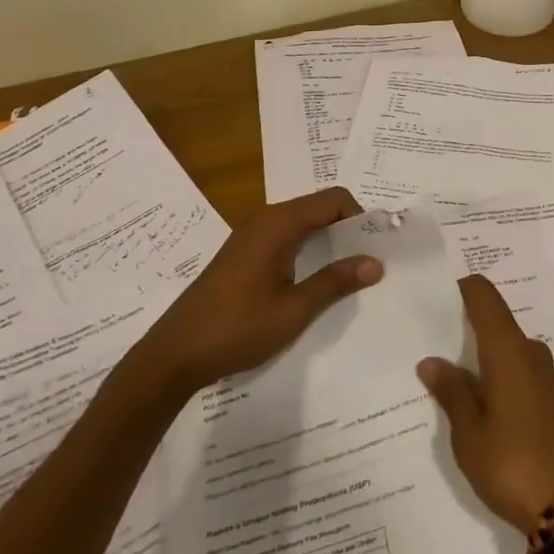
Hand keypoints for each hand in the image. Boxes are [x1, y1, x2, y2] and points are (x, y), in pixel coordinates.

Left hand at [140, 187, 382, 392]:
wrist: (175, 354)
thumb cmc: (237, 328)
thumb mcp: (295, 309)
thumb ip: (336, 281)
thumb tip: (375, 262)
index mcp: (278, 224)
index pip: (333, 199)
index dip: (361, 216)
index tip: (378, 245)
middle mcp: (265, 220)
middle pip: (318, 208)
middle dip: (348, 228)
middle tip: (372, 258)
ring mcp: (251, 237)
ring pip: (302, 224)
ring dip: (329, 241)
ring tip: (351, 271)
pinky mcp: (243, 255)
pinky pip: (286, 238)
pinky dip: (309, 250)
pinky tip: (316, 279)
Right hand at [417, 276, 553, 535]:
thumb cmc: (512, 463)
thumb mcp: (470, 432)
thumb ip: (451, 392)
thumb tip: (432, 360)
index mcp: (508, 350)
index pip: (485, 297)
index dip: (461, 286)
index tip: (433, 289)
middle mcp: (529, 353)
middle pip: (494, 319)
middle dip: (462, 322)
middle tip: (425, 331)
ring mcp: (542, 376)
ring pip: (503, 347)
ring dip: (476, 351)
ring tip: (439, 364)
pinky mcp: (547, 399)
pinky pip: (513, 368)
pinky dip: (491, 371)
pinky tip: (469, 394)